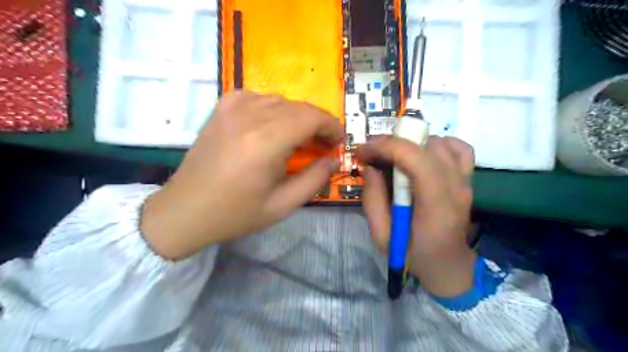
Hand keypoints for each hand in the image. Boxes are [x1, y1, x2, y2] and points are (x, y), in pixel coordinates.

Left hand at [141, 91, 341, 260]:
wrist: (186, 209)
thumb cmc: (236, 212)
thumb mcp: (283, 205)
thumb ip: (314, 179)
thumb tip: (333, 160)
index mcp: (267, 141)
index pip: (312, 116)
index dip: (331, 125)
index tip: (338, 141)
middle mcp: (250, 116)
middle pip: (298, 107)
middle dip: (317, 123)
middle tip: (321, 145)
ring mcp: (232, 108)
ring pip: (280, 100)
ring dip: (296, 117)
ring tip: (297, 139)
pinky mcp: (221, 108)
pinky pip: (257, 97)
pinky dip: (272, 109)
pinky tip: (270, 126)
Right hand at [358, 134, 475, 295]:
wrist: (448, 264)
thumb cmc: (413, 255)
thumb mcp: (382, 236)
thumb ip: (373, 201)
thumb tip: (370, 167)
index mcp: (436, 207)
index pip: (418, 161)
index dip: (388, 147)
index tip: (363, 151)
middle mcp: (456, 188)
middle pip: (428, 146)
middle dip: (394, 143)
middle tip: (372, 154)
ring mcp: (466, 182)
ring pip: (440, 143)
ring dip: (411, 144)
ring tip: (393, 157)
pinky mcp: (467, 179)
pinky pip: (459, 148)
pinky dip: (438, 144)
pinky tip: (422, 154)